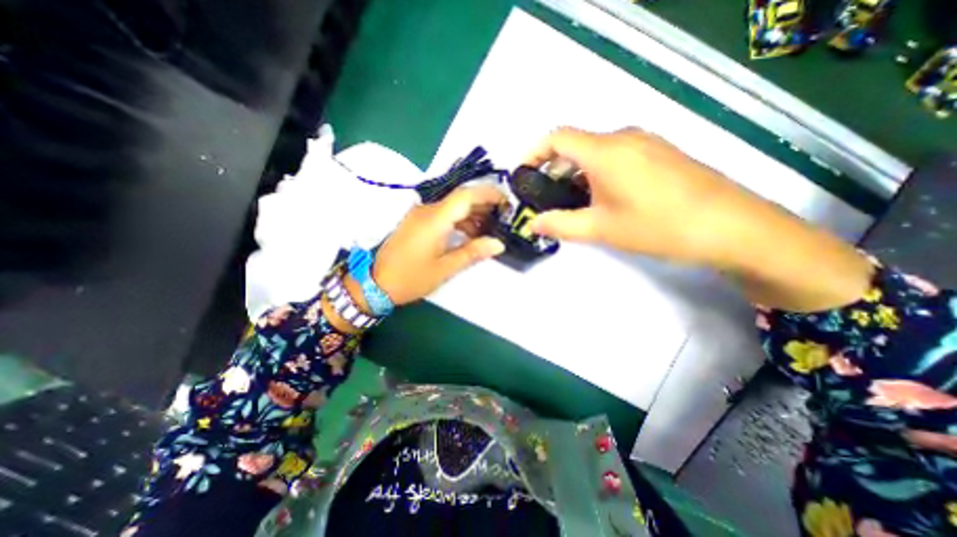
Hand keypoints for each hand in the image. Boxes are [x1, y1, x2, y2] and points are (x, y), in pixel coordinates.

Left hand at [367, 185, 506, 302]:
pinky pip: (442, 215)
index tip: (506, 202)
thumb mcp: (445, 268)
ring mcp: (420, 215)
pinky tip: (469, 234)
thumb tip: (498, 244)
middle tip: (502, 218)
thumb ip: (473, 253)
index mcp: (435, 219)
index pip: (466, 196)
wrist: (375, 283)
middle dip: (483, 205)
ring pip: (452, 207)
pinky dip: (458, 221)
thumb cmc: (412, 278)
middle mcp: (427, 210)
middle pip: (460, 199)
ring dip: (471, 214)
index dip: (488, 194)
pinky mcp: (416, 222)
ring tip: (489, 229)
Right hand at [526, 127, 873, 309]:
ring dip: (576, 172)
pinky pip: (617, 155)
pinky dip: (597, 172)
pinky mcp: (660, 153)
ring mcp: (645, 143)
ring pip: (596, 151)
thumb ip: (561, 225)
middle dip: (553, 168)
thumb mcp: (601, 228)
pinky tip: (600, 196)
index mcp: (605, 151)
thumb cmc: (657, 226)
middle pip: (576, 144)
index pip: (557, 138)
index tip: (522, 174)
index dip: (534, 152)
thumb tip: (533, 224)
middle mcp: (624, 138)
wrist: (730, 227)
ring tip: (569, 200)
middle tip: (543, 195)